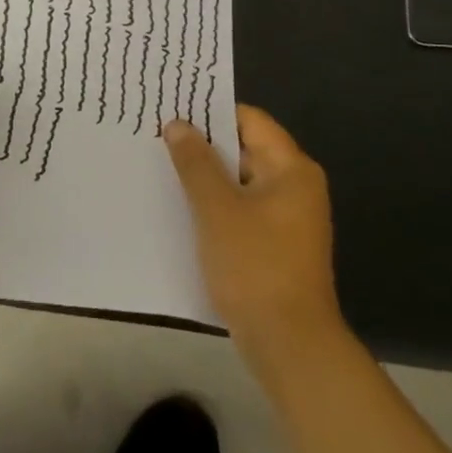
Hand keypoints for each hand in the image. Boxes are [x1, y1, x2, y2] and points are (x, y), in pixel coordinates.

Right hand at [164, 107, 344, 363]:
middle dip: (202, 145)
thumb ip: (195, 163)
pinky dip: (214, 205)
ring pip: (239, 182)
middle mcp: (294, 187)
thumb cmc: (255, 265)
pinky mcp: (275, 245)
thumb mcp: (216, 209)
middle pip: (244, 149)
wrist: (289, 344)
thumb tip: (178, 124)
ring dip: (205, 177)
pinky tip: (181, 209)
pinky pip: (241, 210)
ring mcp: (286, 218)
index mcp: (290, 169)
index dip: (211, 112)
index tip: (171, 109)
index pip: (249, 120)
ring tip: (160, 169)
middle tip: (156, 137)